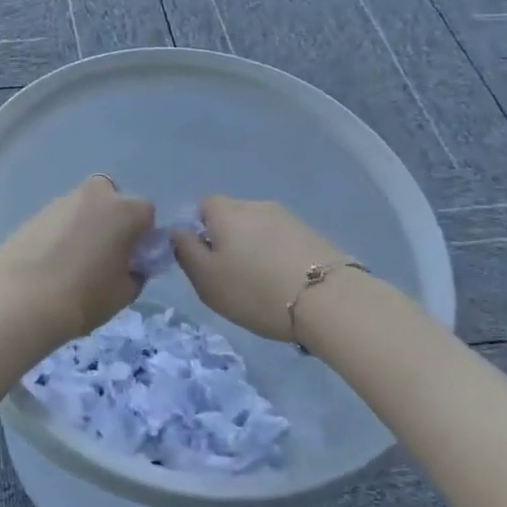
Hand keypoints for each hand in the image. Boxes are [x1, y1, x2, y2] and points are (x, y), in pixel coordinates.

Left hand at [0, 177, 154, 338]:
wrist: (21, 298)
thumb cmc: (84, 296)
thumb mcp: (124, 293)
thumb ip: (136, 273)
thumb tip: (131, 266)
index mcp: (125, 210)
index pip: (146, 214)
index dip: (142, 237)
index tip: (133, 260)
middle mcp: (95, 195)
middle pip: (113, 201)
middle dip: (113, 221)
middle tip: (105, 256)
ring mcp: (62, 201)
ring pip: (84, 209)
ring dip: (85, 226)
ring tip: (74, 264)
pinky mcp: (35, 213)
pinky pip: (60, 220)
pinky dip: (61, 234)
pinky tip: (52, 263)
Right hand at [171, 196, 353, 342]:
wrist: (328, 300)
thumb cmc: (255, 290)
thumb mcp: (206, 279)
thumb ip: (185, 250)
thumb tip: (178, 230)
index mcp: (226, 212)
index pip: (203, 206)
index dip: (200, 230)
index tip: (206, 261)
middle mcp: (256, 205)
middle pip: (233, 216)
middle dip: (229, 239)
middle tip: (232, 275)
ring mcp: (288, 217)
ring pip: (259, 229)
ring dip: (256, 248)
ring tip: (263, 282)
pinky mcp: (313, 234)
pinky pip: (284, 240)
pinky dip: (279, 255)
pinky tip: (286, 282)